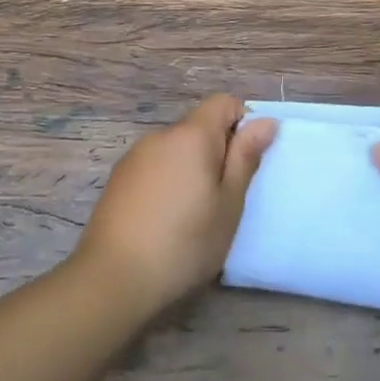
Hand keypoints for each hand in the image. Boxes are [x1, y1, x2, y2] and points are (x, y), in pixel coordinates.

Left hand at [75, 95, 276, 318]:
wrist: (114, 278)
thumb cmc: (185, 242)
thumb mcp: (229, 204)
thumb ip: (246, 157)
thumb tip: (265, 121)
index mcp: (191, 135)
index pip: (223, 102)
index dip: (242, 124)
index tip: (245, 164)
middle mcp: (160, 135)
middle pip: (198, 127)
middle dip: (216, 153)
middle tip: (222, 199)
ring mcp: (134, 156)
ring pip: (175, 150)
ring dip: (190, 169)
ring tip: (192, 216)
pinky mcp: (118, 179)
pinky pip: (154, 167)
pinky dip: (167, 182)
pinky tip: (164, 221)